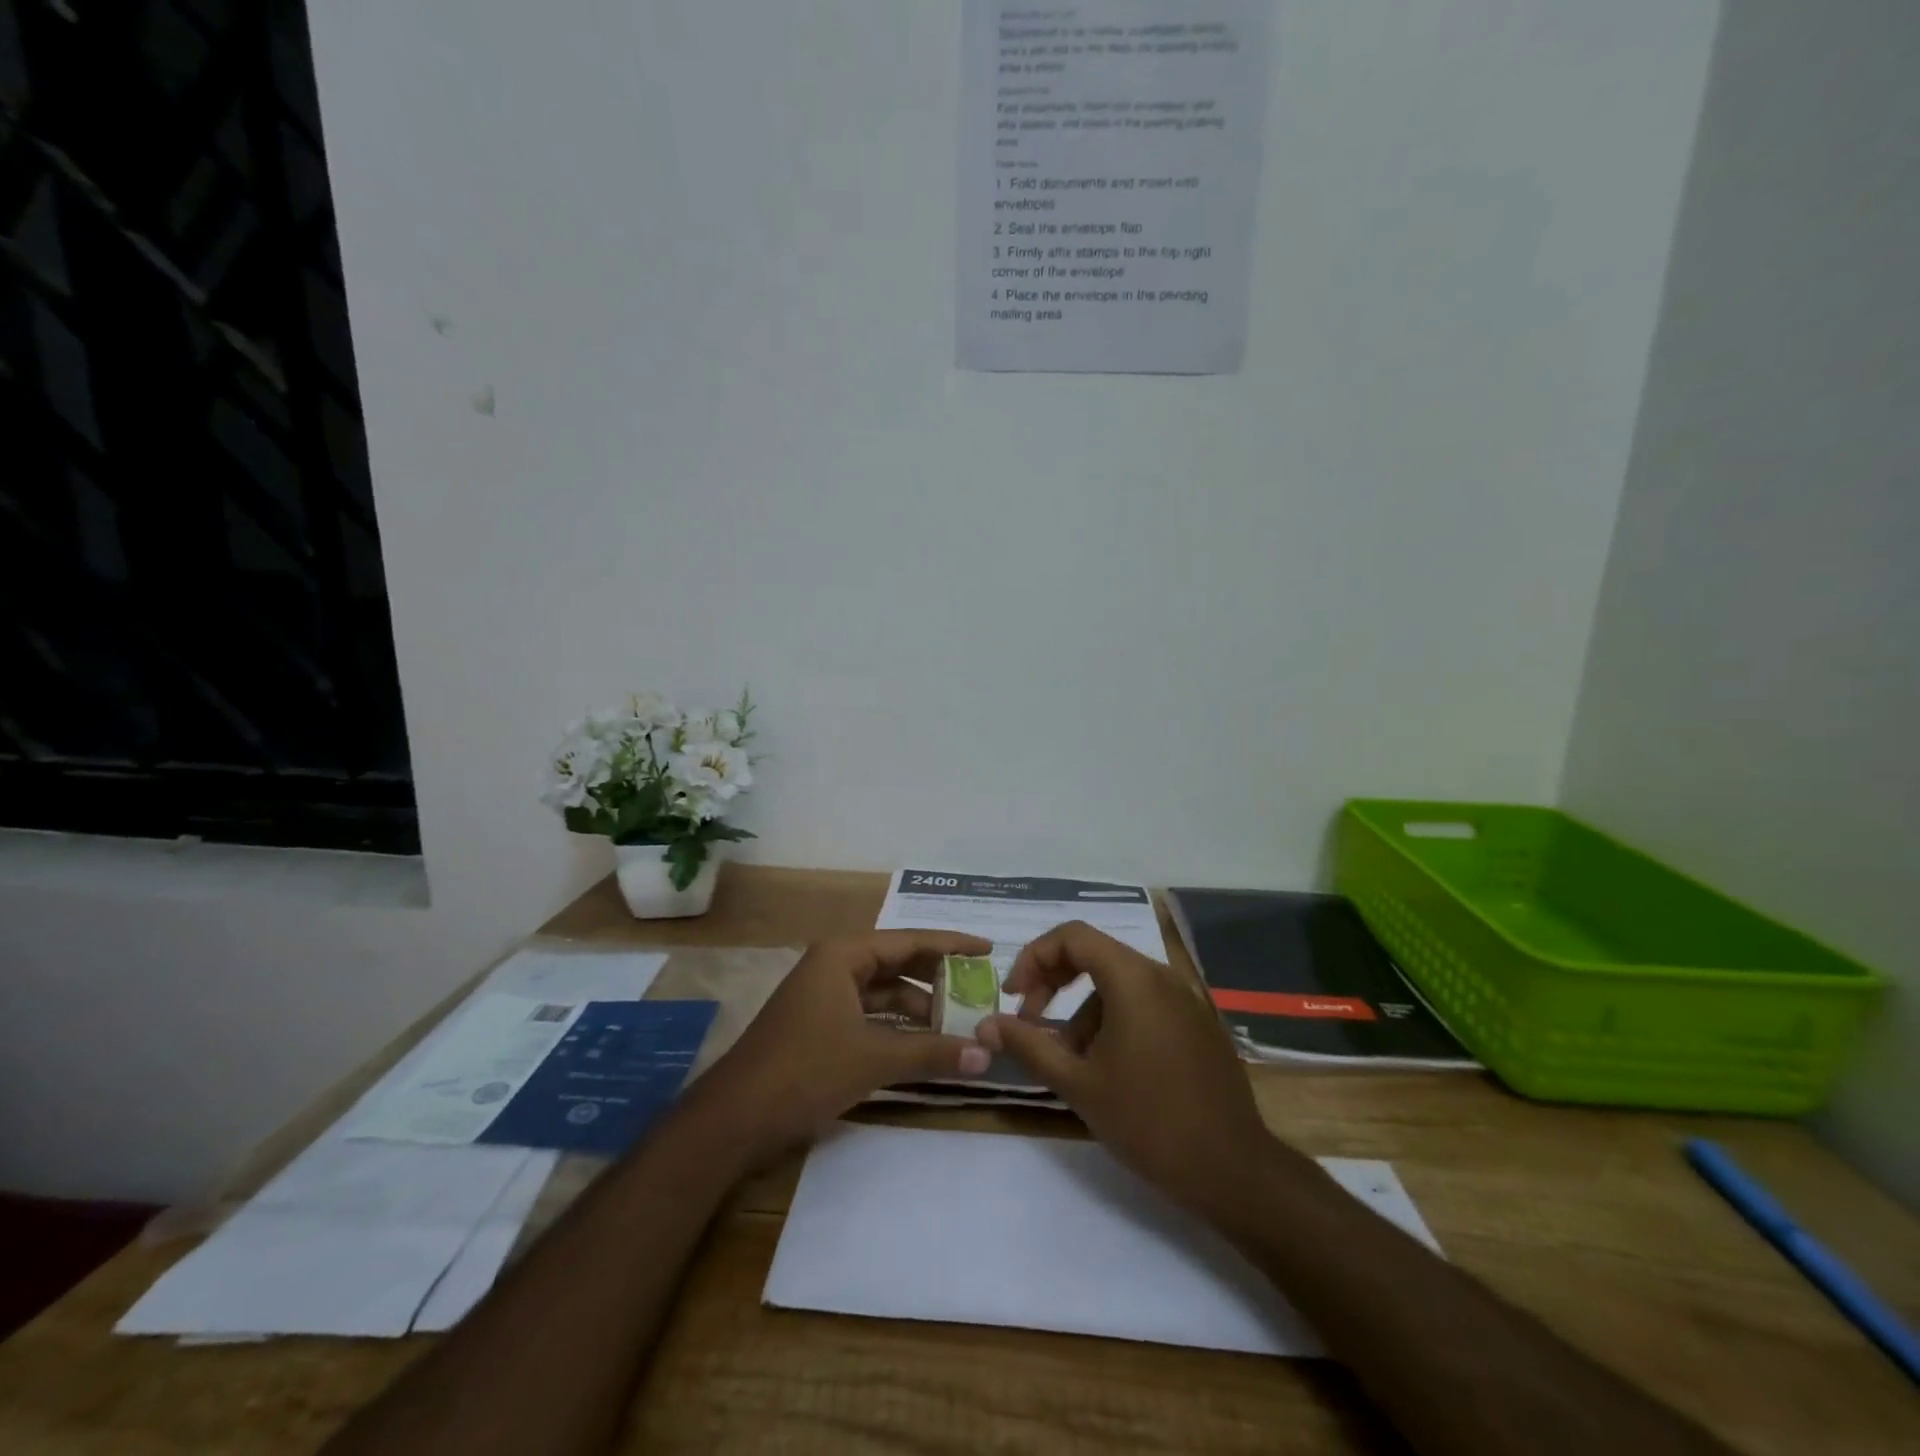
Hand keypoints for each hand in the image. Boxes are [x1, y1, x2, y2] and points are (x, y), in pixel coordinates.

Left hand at [692, 931, 994, 1160]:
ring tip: (961, 1022)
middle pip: (898, 962)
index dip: (952, 944)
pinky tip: (925, 1042)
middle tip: (980, 988)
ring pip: (884, 991)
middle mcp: (834, 965)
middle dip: (938, 977)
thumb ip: (931, 1052)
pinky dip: (897, 1025)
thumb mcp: (873, 1058)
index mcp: (843, 955)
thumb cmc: (805, 1071)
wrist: (735, 1118)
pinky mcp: (820, 1024)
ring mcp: (825, 995)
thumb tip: (986, 1054)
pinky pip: (870, 1013)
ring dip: (919, 1006)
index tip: (988, 948)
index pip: (910, 940)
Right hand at [978, 921, 1275, 1221]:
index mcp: (1133, 978)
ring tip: (1070, 1058)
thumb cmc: (1149, 1121)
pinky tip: (1108, 1065)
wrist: (1234, 1171)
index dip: (1034, 957)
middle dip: (1054, 981)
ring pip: (1119, 982)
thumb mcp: (1078, 1084)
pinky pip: (1145, 1001)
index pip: (1072, 936)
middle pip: (1095, 954)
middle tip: (1030, 1019)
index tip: (1014, 996)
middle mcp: (1162, 975)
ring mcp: (1185, 998)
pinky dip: (1114, 1017)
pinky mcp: (1198, 1022)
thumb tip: (986, 1025)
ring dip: (1083, 1008)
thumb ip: (1028, 1045)